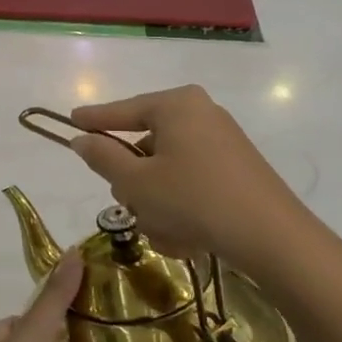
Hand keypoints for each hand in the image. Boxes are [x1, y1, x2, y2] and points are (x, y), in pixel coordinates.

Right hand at [68, 85, 305, 271]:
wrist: (271, 236)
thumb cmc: (193, 200)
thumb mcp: (136, 182)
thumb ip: (102, 157)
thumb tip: (82, 139)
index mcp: (175, 105)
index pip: (122, 110)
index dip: (93, 120)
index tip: (70, 121)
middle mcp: (200, 113)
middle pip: (146, 142)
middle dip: (133, 179)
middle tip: (130, 206)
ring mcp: (222, 140)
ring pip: (167, 167)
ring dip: (156, 200)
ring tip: (164, 231)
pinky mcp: (236, 167)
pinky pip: (192, 180)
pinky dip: (181, 204)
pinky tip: (186, 235)